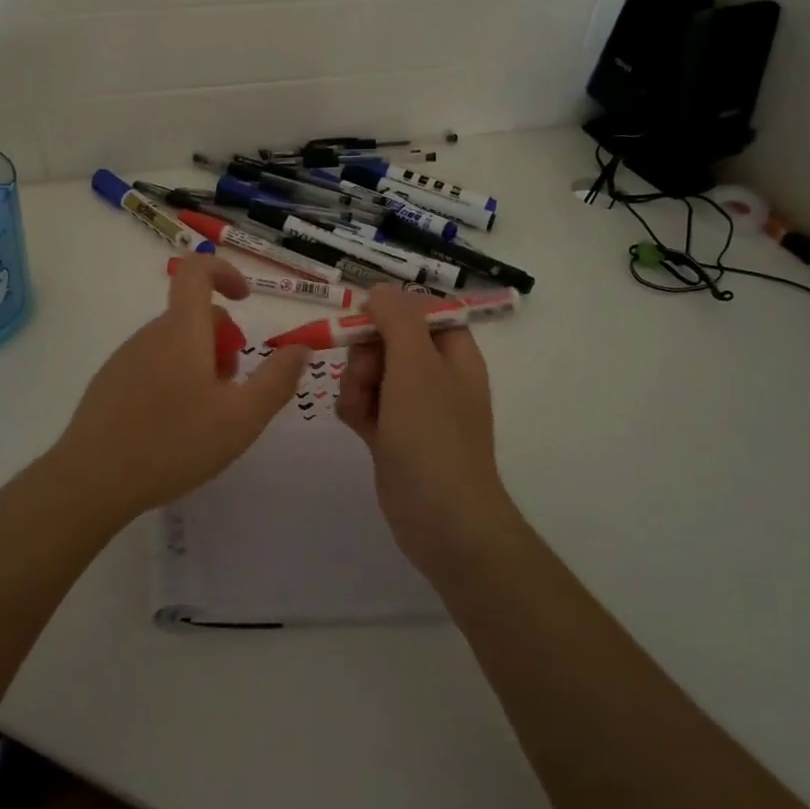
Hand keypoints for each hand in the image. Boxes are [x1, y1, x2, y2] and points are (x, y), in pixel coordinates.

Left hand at [49, 254, 308, 519]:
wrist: (92, 481)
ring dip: (200, 364)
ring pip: (174, 345)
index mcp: (182, 330)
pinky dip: (174, 381)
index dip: (225, 272)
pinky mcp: (109, 384)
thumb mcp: (242, 417)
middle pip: (194, 316)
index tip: (246, 300)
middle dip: (223, 342)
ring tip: (206, 417)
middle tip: (234, 388)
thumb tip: (301, 347)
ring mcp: (125, 358)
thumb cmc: (174, 443)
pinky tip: (173, 429)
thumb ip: (277, 379)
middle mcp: (150, 334)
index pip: (197, 270)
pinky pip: (152, 366)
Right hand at [337, 287, 518, 573]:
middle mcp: (435, 374)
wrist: (441, 519)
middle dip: (366, 353)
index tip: (365, 320)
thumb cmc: (433, 434)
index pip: (421, 311)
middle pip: (387, 339)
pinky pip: (364, 403)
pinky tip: (359, 429)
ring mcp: (413, 406)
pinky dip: (356, 409)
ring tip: (363, 410)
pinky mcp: (392, 434)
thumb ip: (397, 318)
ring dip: (356, 384)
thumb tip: (380, 289)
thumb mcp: (416, 364)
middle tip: (366, 376)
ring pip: (369, 371)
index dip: (390, 311)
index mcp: (454, 352)